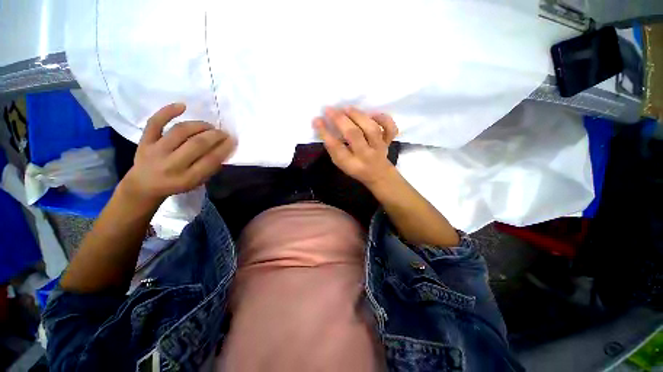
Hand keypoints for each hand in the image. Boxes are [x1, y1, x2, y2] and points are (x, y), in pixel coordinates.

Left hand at [121, 103, 235, 203]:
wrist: (144, 185)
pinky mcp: (145, 141)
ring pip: (180, 131)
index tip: (232, 140)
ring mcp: (156, 151)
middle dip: (214, 135)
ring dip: (199, 126)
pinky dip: (168, 111)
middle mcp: (171, 164)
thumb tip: (223, 150)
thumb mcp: (197, 183)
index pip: (210, 160)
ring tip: (209, 126)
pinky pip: (155, 122)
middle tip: (223, 133)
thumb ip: (209, 168)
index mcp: (187, 178)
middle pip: (196, 144)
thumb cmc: (176, 184)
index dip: (224, 148)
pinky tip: (182, 106)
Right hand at [313, 107, 398, 187]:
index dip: (325, 133)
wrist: (378, 174)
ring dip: (358, 116)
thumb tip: (324, 127)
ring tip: (346, 108)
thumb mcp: (341, 163)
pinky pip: (390, 129)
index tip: (316, 120)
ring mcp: (379, 147)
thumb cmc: (356, 168)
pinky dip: (384, 119)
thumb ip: (334, 148)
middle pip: (354, 135)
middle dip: (340, 120)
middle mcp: (366, 155)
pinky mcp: (388, 142)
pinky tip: (373, 114)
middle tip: (329, 110)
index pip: (336, 148)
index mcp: (351, 164)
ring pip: (371, 129)